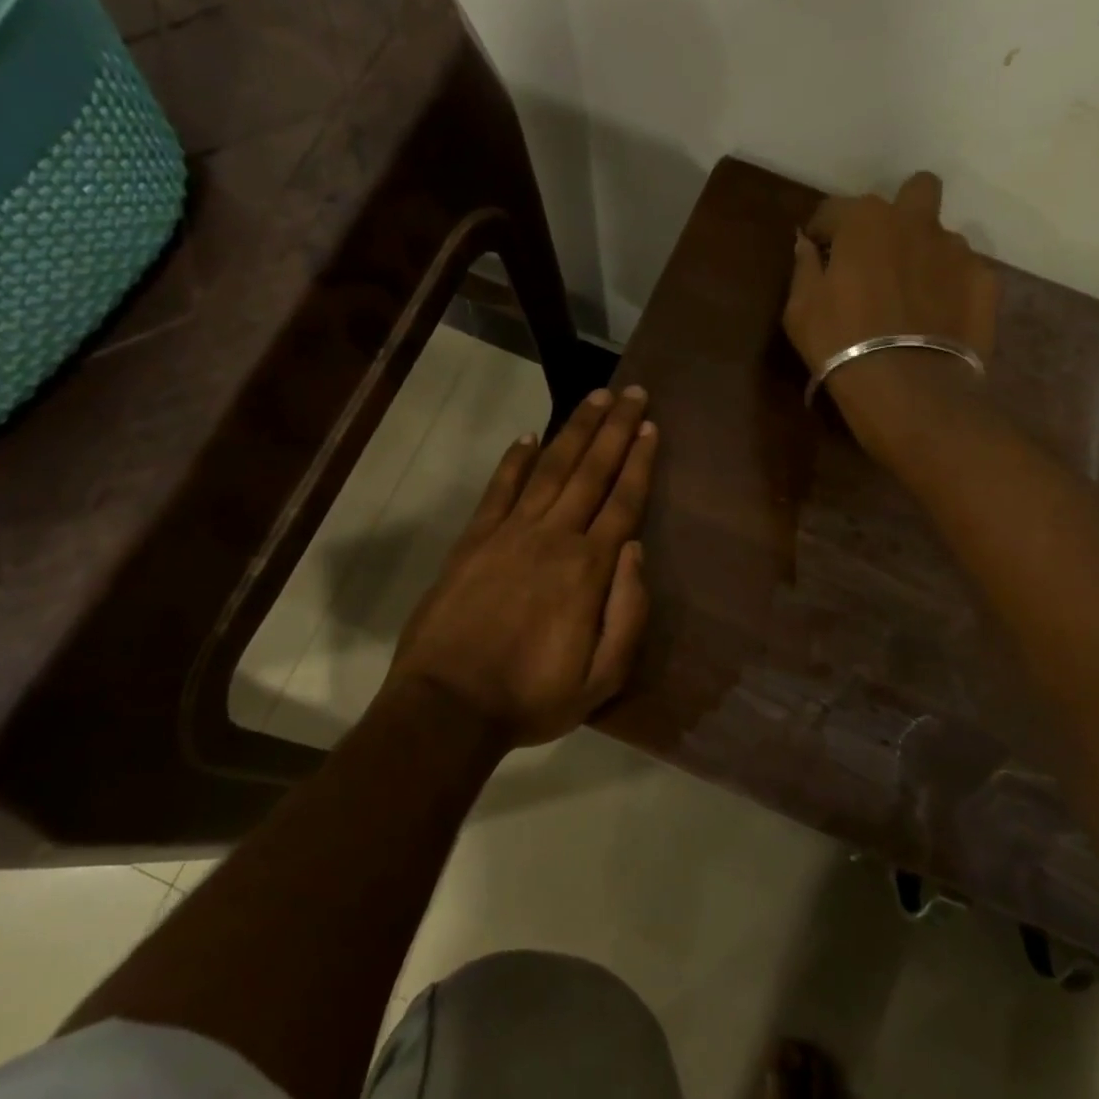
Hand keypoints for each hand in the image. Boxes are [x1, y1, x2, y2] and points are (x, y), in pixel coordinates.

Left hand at [385, 385, 657, 747]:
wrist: (447, 706)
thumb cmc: (531, 697)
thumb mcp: (602, 678)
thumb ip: (629, 613)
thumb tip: (637, 550)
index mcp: (588, 569)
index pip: (623, 502)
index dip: (640, 461)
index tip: (650, 426)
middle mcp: (553, 537)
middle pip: (591, 471)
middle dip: (615, 429)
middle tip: (633, 392)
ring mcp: (509, 533)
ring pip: (550, 469)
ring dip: (575, 430)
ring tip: (595, 398)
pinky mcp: (473, 540)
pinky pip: (499, 489)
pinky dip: (515, 460)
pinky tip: (528, 437)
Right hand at [783, 171, 998, 450]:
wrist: (907, 388)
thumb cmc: (840, 343)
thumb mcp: (800, 309)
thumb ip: (804, 268)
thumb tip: (806, 245)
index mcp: (865, 220)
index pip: (835, 210)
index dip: (824, 233)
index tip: (819, 255)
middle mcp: (916, 221)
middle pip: (916, 190)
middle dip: (899, 212)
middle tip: (882, 253)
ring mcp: (956, 250)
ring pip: (941, 236)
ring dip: (925, 255)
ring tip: (912, 297)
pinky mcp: (985, 281)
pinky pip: (964, 273)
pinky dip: (950, 287)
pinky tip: (938, 319)